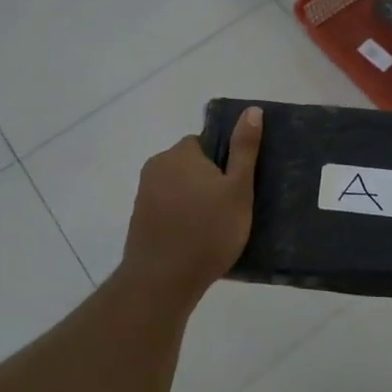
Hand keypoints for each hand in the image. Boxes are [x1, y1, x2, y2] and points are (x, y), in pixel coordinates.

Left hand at [118, 107, 262, 303]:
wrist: (162, 281)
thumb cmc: (208, 231)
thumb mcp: (238, 189)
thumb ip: (245, 149)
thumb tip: (251, 110)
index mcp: (179, 153)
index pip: (206, 143)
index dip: (226, 162)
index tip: (239, 187)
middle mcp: (156, 167)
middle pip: (192, 165)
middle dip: (210, 182)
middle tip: (232, 209)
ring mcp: (143, 195)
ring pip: (180, 188)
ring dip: (196, 201)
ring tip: (217, 228)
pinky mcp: (139, 220)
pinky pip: (168, 209)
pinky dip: (182, 218)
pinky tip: (197, 240)